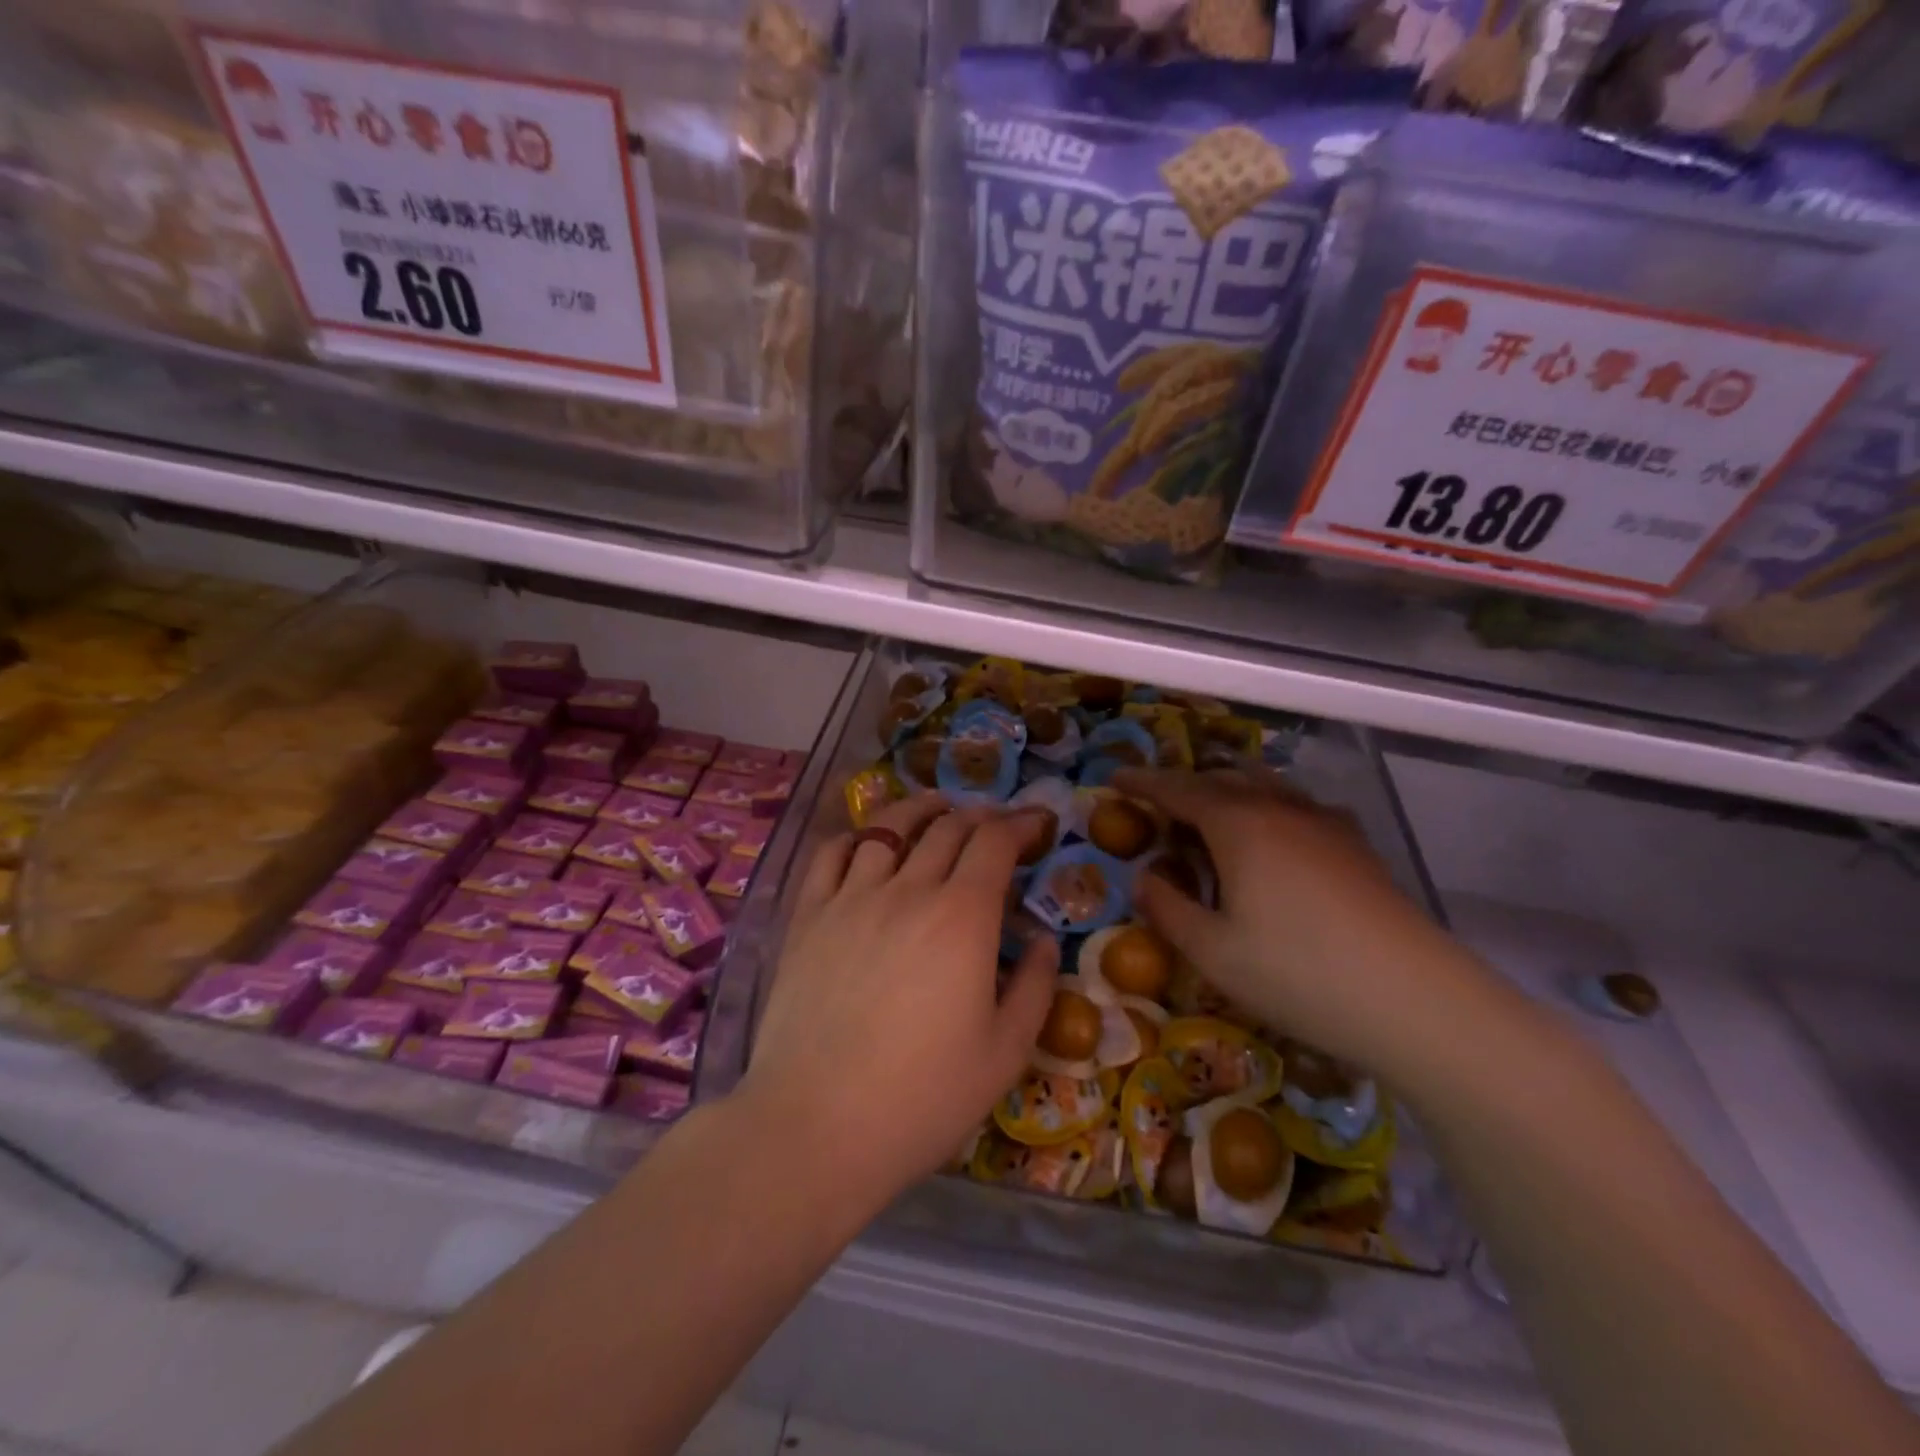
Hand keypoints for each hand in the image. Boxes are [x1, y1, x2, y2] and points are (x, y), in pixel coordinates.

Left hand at [740, 794, 1056, 1206]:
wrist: (817, 1126)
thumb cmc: (922, 1097)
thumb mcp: (1005, 1053)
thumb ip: (1033, 987)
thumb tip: (1042, 941)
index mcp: (962, 917)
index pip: (994, 843)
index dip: (1020, 824)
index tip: (1035, 824)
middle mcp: (907, 890)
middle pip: (947, 827)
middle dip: (979, 815)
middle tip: (994, 822)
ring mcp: (850, 898)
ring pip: (888, 828)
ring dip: (920, 810)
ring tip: (935, 810)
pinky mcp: (807, 916)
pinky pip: (832, 854)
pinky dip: (856, 837)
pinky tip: (867, 844)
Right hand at [1115, 767, 1485, 1077]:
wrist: (1414, 999)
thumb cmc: (1298, 974)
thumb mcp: (1213, 952)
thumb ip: (1168, 909)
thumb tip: (1144, 878)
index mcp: (1238, 826)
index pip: (1178, 790)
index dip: (1143, 783)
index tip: (1115, 779)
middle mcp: (1280, 809)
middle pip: (1223, 780)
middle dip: (1185, 784)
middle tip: (1158, 801)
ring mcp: (1325, 823)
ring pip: (1266, 786)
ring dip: (1229, 789)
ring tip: (1211, 808)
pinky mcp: (1356, 846)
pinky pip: (1298, 806)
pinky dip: (1269, 806)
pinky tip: (1276, 833)